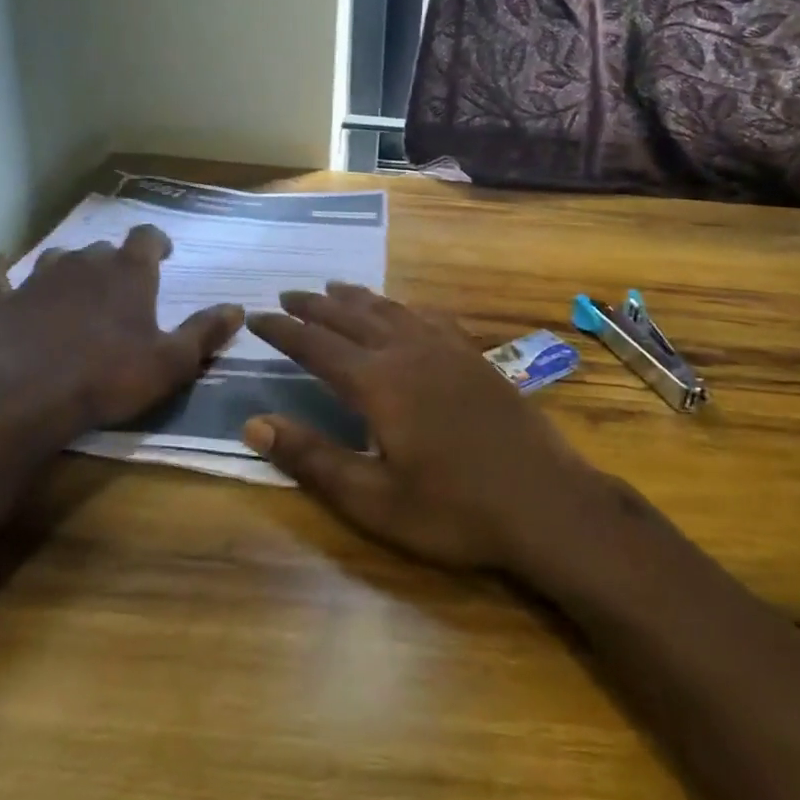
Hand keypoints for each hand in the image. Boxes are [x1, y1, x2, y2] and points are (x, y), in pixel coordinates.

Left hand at [0, 225, 242, 446]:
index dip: (157, 240)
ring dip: (69, 266)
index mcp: (129, 272)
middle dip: (115, 261)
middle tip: (122, 286)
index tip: (163, 253)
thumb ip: (205, 331)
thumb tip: (237, 308)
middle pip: (104, 247)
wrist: (25, 400)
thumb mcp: (172, 362)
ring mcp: (38, 279)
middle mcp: (85, 263)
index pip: (147, 236)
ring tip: (75, 284)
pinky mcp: (2, 303)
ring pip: (57, 257)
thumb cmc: (109, 377)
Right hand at [243, 284, 601, 570]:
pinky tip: (406, 310)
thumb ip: (313, 459)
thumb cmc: (454, 510)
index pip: (317, 346)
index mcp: (379, 383)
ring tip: (335, 289)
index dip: (283, 331)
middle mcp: (409, 352)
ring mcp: (447, 350)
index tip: (256, 316)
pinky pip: (430, 317)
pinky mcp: (475, 357)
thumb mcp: (374, 500)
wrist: (545, 501)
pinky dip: (405, 308)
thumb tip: (254, 423)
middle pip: (352, 317)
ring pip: (392, 310)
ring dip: (358, 299)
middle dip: (315, 306)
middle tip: (287, 294)